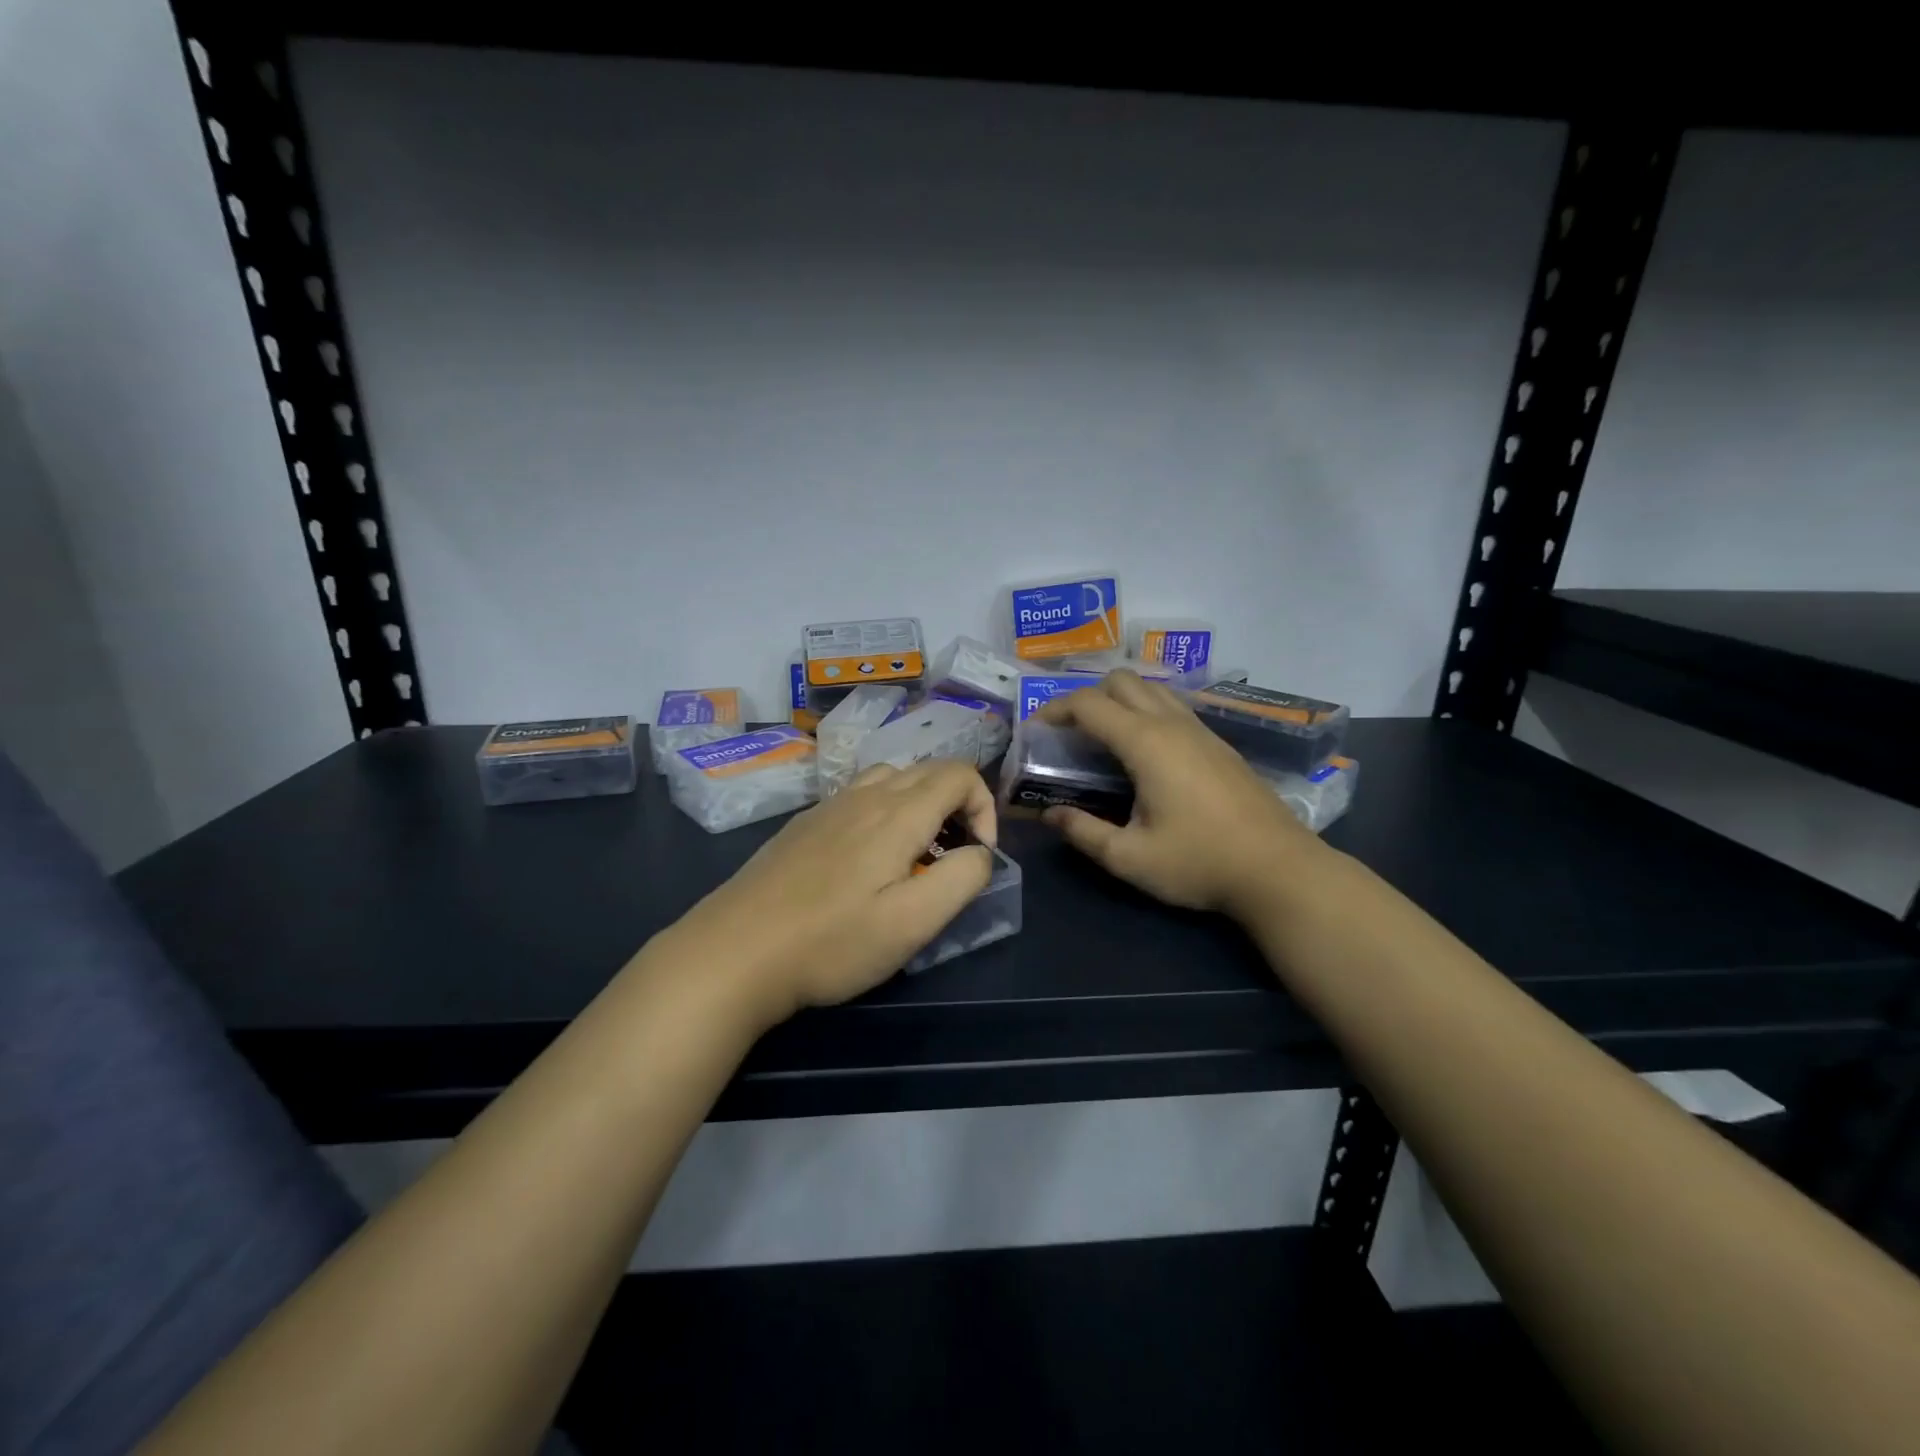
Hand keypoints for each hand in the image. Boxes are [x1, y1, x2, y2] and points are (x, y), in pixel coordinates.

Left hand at [661, 758, 996, 1028]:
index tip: (977, 857)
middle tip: (951, 859)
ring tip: (913, 855)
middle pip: (928, 770)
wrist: (736, 951)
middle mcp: (865, 795)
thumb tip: (980, 853)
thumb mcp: (914, 922)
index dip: (984, 808)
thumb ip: (962, 878)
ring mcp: (829, 806)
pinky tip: (865, 861)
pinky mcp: (804, 824)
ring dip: (919, 804)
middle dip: (957, 805)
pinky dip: (883, 811)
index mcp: (898, 813)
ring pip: (891, 778)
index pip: (961, 774)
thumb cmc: (832, 942)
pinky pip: (858, 796)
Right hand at [1036, 671, 1325, 916]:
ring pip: (1152, 688)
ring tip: (1103, 738)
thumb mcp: (1129, 857)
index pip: (1088, 704)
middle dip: (1087, 697)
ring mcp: (1201, 730)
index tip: (1036, 732)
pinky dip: (1146, 712)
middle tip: (1071, 734)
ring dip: (1120, 700)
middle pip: (1121, 681)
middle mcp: (1172, 724)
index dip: (1054, 710)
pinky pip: (1173, 707)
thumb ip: (1083, 832)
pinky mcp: (1219, 744)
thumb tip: (1050, 815)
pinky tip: (1145, 753)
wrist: (1279, 870)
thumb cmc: (1199, 863)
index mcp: (1146, 743)